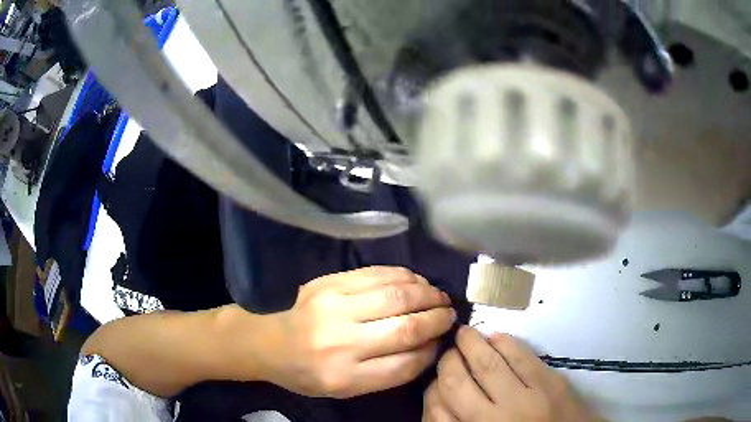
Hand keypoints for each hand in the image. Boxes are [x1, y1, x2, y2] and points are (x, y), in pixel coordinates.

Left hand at [257, 267, 455, 397]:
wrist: (270, 343)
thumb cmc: (310, 373)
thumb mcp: (347, 389)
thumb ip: (388, 373)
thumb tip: (429, 346)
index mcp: (344, 377)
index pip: (404, 364)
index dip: (431, 350)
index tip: (443, 341)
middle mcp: (341, 342)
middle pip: (404, 327)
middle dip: (436, 318)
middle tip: (450, 313)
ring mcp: (333, 306)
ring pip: (395, 295)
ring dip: (426, 294)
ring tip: (438, 296)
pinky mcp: (329, 282)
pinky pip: (376, 274)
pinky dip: (404, 276)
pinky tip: (416, 281)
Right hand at [423, 326, 599, 421]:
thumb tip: (441, 401)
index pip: (437, 413)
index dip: (432, 392)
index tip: (434, 382)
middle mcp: (493, 420)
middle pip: (456, 383)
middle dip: (448, 362)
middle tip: (448, 351)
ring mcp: (524, 400)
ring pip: (487, 365)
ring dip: (471, 344)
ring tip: (464, 334)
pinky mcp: (549, 383)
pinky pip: (521, 357)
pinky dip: (505, 342)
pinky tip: (495, 337)